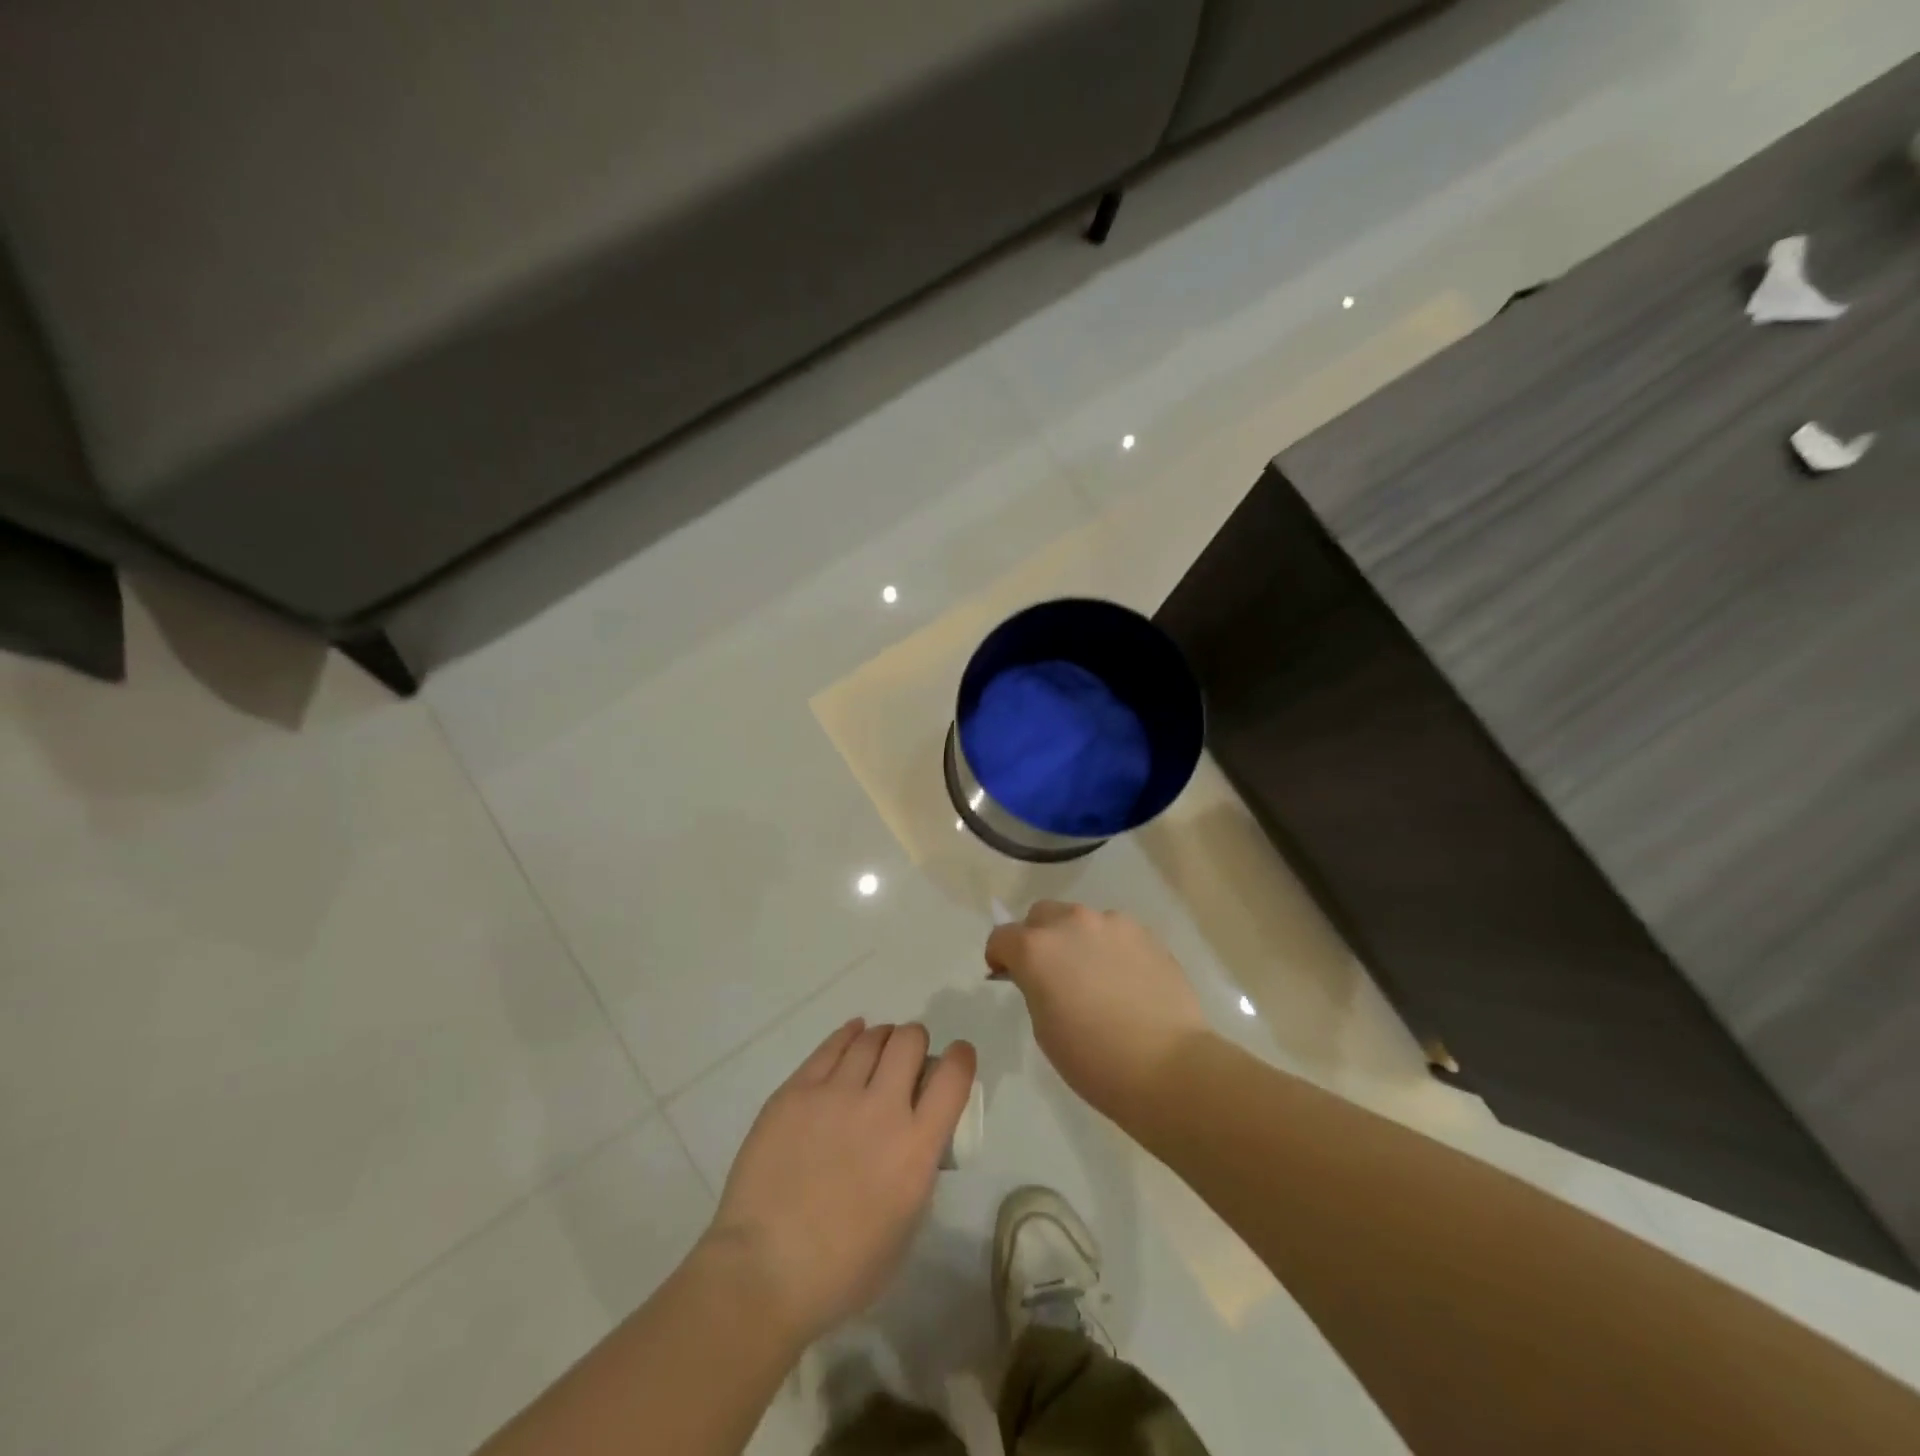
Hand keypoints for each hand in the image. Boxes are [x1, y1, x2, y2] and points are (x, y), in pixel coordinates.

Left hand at [704, 1020, 975, 1345]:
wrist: (763, 1273)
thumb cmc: (842, 1271)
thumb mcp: (906, 1227)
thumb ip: (918, 1172)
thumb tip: (916, 1140)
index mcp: (916, 1148)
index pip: (953, 1077)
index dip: (961, 1058)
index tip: (957, 1058)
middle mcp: (881, 1108)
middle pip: (909, 1040)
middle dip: (915, 1042)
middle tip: (908, 1058)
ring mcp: (834, 1095)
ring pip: (870, 1038)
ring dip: (882, 1038)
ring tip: (879, 1047)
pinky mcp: (796, 1091)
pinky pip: (830, 1047)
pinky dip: (848, 1035)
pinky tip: (852, 1037)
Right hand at [986, 901, 1209, 1123]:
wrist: (1167, 1066)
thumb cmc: (1093, 1059)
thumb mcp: (1043, 1028)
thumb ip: (1035, 987)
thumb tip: (1041, 976)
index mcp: (1036, 948)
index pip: (1002, 937)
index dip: (1000, 957)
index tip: (1008, 976)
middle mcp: (1071, 923)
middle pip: (1041, 915)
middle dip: (1038, 937)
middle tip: (1052, 972)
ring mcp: (1111, 923)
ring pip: (1081, 920)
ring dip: (1077, 940)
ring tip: (1095, 977)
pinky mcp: (1145, 933)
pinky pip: (1115, 932)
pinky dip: (1110, 947)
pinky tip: (1125, 980)